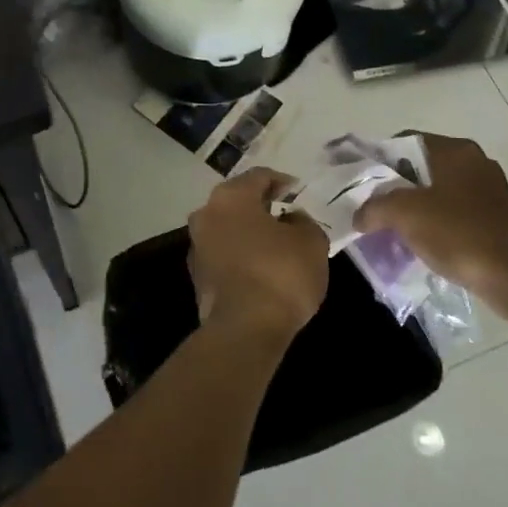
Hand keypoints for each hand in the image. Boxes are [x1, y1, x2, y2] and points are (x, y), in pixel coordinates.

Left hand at [188, 168, 328, 345]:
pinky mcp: (197, 277)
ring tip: (276, 245)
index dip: (282, 182)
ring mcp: (196, 246)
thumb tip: (291, 220)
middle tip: (287, 216)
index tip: (298, 193)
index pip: (259, 177)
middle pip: (238, 201)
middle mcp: (206, 214)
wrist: (245, 330)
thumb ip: (303, 222)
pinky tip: (261, 270)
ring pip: (228, 229)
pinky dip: (240, 256)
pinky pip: (224, 255)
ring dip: (249, 233)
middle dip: (262, 207)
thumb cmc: (280, 274)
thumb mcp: (311, 241)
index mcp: (231, 197)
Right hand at [354, 133, 507, 300]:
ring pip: (440, 192)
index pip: (405, 141)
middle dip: (397, 187)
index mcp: (455, 150)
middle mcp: (475, 162)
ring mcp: (491, 191)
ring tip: (394, 229)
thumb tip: (360, 216)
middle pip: (422, 167)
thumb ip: (374, 208)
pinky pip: (457, 215)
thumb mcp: (404, 214)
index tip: (361, 181)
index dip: (379, 158)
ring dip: (417, 208)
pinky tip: (424, 245)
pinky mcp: (499, 220)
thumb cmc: (459, 233)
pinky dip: (438, 225)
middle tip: (374, 207)